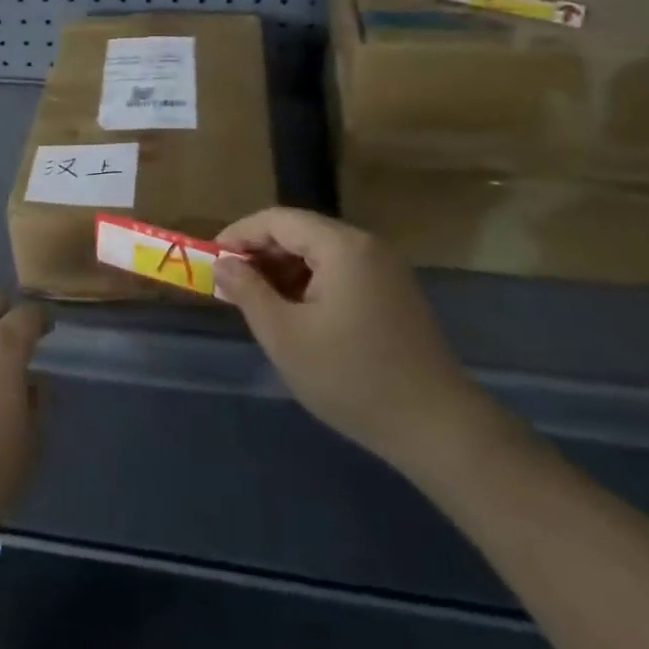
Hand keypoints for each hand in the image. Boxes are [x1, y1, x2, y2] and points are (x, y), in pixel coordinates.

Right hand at [215, 208, 494, 472]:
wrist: (437, 428)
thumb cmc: (352, 377)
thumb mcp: (286, 336)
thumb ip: (249, 292)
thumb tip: (224, 264)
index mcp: (342, 246)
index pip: (278, 220)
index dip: (239, 234)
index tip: (211, 259)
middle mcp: (367, 246)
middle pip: (300, 232)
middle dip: (260, 254)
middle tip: (230, 285)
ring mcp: (385, 270)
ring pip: (320, 254)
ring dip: (284, 271)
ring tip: (258, 303)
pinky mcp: (394, 294)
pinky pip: (341, 273)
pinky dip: (310, 285)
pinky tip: (296, 316)